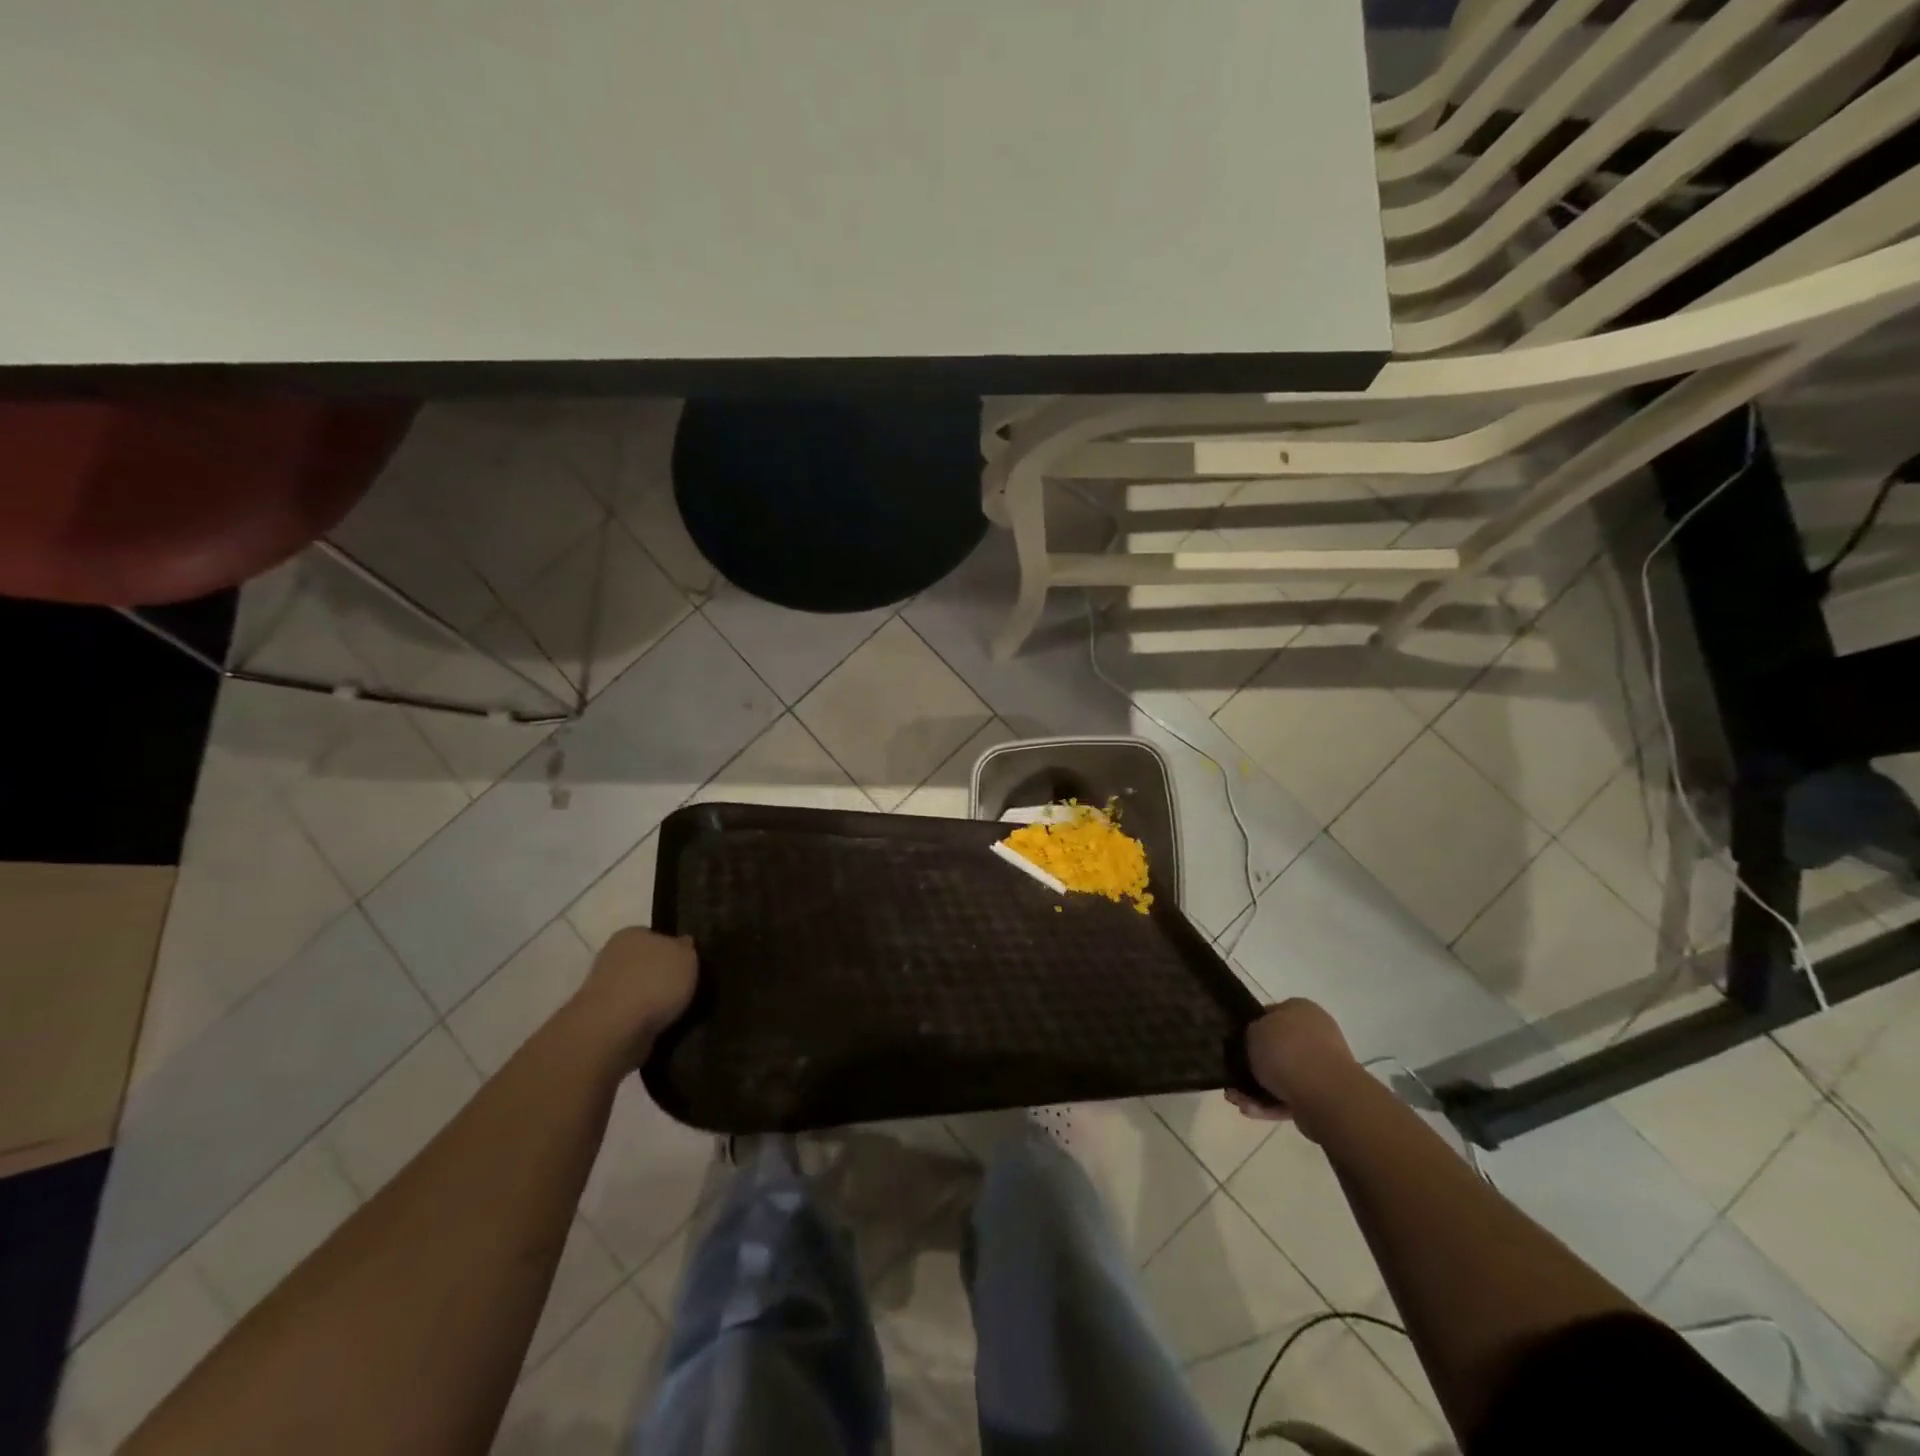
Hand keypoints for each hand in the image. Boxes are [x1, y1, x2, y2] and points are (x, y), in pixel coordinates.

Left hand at [568, 927, 697, 1061]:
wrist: (613, 1029)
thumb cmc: (654, 982)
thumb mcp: (687, 956)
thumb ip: (687, 948)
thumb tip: (684, 944)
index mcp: (632, 933)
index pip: (656, 936)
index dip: (674, 949)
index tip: (689, 965)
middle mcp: (613, 956)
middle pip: (646, 963)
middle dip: (662, 976)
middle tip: (686, 989)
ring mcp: (603, 989)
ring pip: (638, 990)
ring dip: (653, 1001)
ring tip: (678, 1013)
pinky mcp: (601, 1019)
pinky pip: (631, 1016)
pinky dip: (644, 1021)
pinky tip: (661, 1027)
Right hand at [1226, 999, 1358, 1142]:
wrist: (1324, 1094)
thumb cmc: (1286, 1051)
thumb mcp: (1252, 1031)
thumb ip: (1248, 1034)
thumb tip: (1251, 1043)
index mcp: (1300, 1009)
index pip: (1270, 1014)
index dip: (1250, 1027)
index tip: (1234, 1043)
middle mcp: (1315, 1034)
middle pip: (1276, 1048)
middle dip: (1252, 1065)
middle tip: (1232, 1076)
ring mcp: (1322, 1067)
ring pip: (1281, 1076)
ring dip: (1257, 1088)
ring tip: (1235, 1099)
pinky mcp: (1323, 1096)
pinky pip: (1290, 1097)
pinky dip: (1270, 1104)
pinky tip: (1249, 1110)